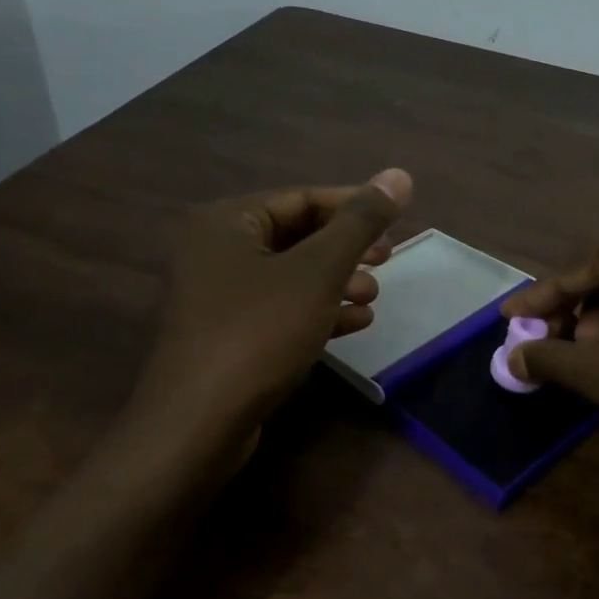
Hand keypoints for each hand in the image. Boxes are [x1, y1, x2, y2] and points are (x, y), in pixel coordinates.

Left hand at [136, 169, 412, 439]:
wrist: (197, 424)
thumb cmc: (258, 333)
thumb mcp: (317, 272)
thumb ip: (360, 223)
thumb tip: (400, 175)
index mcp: (225, 222)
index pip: (300, 198)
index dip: (353, 206)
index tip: (397, 220)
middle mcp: (214, 251)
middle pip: (294, 236)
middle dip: (346, 249)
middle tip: (387, 259)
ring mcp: (217, 297)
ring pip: (289, 277)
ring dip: (336, 283)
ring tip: (374, 296)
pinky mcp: (226, 336)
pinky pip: (279, 310)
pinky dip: (316, 312)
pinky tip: (354, 324)